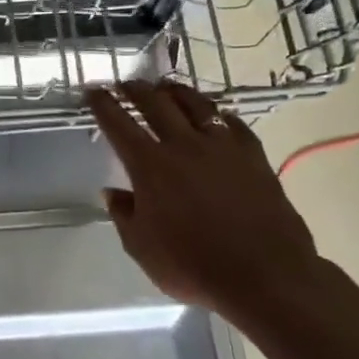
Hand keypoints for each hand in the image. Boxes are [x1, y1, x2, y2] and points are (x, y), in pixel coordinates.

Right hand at [86, 81, 321, 323]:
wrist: (265, 275)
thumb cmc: (193, 266)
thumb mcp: (141, 248)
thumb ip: (124, 215)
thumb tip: (113, 192)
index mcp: (150, 166)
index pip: (119, 124)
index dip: (103, 104)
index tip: (94, 90)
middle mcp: (184, 146)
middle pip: (156, 103)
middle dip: (136, 89)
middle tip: (126, 84)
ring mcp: (222, 147)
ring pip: (196, 104)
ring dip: (176, 91)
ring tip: (167, 87)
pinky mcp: (254, 155)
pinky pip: (233, 123)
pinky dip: (218, 115)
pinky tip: (216, 116)